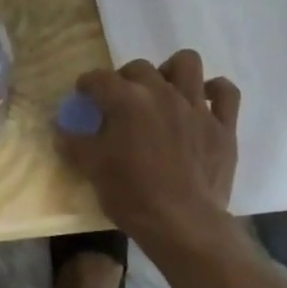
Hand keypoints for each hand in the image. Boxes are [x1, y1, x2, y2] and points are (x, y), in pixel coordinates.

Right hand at [58, 51, 239, 241]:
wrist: (182, 224)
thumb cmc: (132, 196)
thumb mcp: (92, 169)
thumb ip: (74, 143)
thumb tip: (59, 127)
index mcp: (127, 101)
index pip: (99, 79)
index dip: (87, 84)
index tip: (84, 95)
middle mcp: (162, 93)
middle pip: (139, 68)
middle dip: (125, 79)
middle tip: (121, 102)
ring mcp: (196, 107)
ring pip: (187, 63)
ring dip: (172, 70)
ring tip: (164, 89)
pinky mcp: (223, 125)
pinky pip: (226, 92)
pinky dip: (215, 91)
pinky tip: (204, 100)